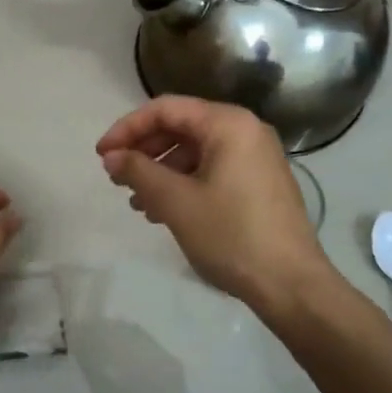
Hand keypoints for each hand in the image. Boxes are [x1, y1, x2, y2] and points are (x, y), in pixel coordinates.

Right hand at [95, 96, 332, 313]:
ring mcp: (256, 157)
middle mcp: (246, 130)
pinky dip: (184, 183)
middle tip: (116, 178)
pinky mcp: (259, 183)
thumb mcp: (176, 202)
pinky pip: (213, 170)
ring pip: (195, 152)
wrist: (291, 283)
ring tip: (137, 202)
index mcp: (228, 124)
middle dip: (144, 150)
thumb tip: (111, 157)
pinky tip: (164, 211)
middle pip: (182, 127)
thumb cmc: (231, 235)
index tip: (101, 155)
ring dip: (161, 171)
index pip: (166, 109)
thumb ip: (139, 172)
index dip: (127, 128)